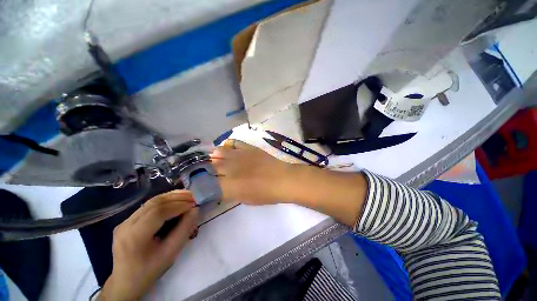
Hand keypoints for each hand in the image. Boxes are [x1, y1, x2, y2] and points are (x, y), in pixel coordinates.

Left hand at [99, 190, 198, 300]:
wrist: (125, 283)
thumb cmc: (149, 271)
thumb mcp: (170, 253)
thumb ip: (184, 230)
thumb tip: (195, 210)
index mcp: (135, 236)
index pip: (158, 212)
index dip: (179, 205)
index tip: (194, 205)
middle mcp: (126, 225)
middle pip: (154, 203)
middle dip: (177, 197)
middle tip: (193, 196)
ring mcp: (124, 222)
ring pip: (151, 202)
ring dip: (171, 197)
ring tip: (187, 195)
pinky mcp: (127, 221)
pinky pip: (148, 206)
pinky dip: (164, 201)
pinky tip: (175, 201)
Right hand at [210, 139, 292, 204]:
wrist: (282, 179)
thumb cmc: (266, 194)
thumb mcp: (244, 199)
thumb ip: (229, 192)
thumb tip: (220, 187)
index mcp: (228, 186)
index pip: (206, 183)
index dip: (202, 184)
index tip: (203, 184)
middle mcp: (230, 168)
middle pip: (209, 165)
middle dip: (206, 169)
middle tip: (210, 172)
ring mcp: (239, 155)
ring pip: (218, 151)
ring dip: (215, 156)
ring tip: (218, 160)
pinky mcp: (247, 147)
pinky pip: (233, 142)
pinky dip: (228, 145)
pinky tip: (230, 150)